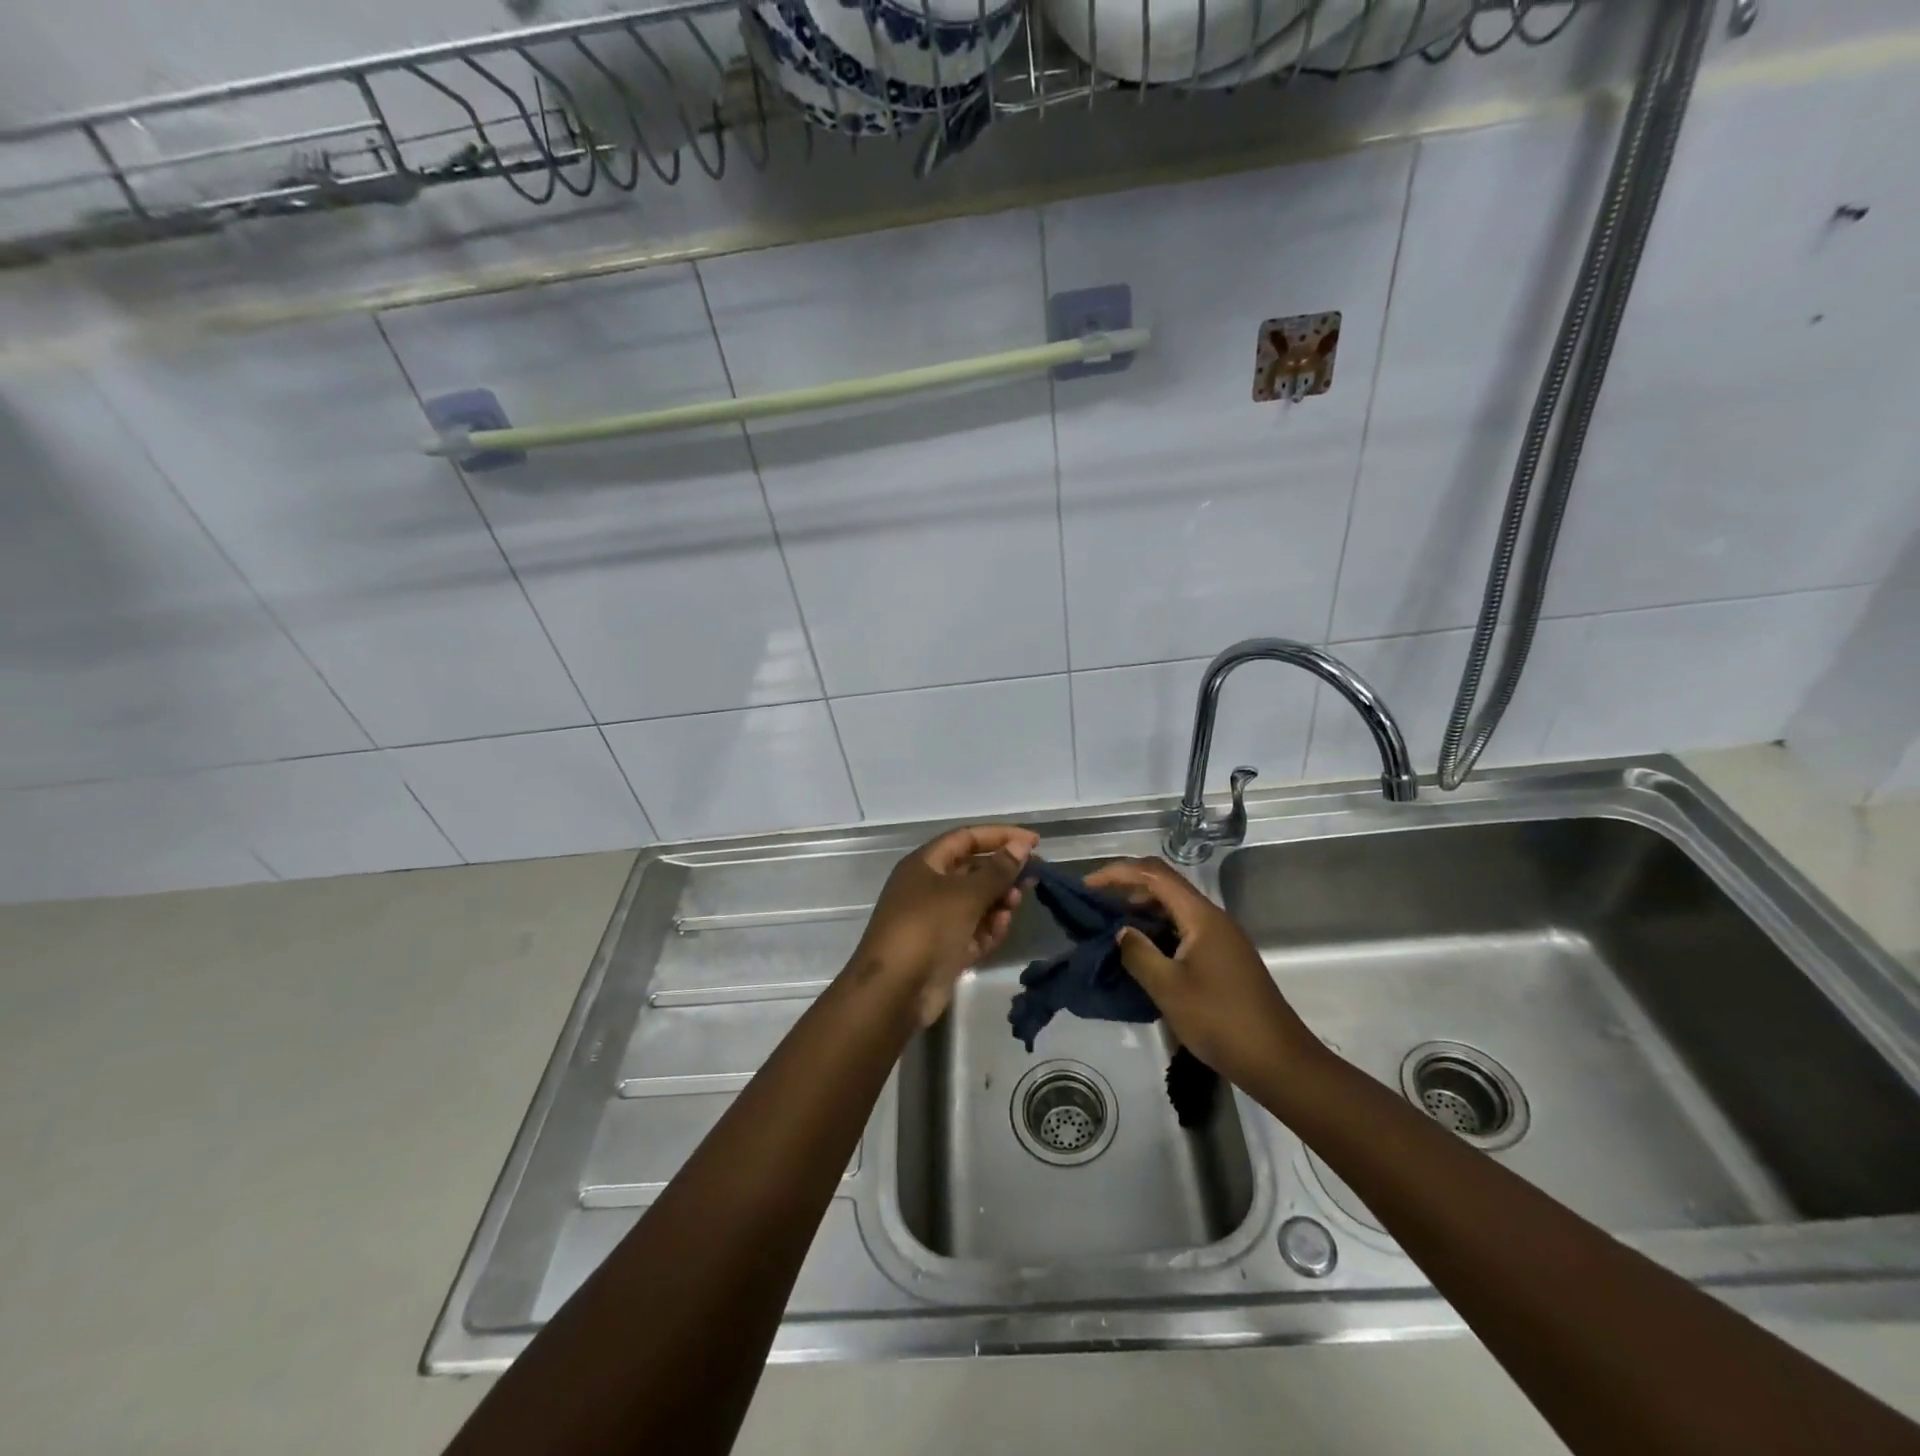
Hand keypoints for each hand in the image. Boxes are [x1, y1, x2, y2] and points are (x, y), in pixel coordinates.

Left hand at [854, 825, 1038, 1026]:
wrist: (894, 992)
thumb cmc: (927, 929)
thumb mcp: (965, 894)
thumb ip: (997, 870)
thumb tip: (1021, 846)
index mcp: (924, 865)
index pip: (966, 838)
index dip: (1000, 836)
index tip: (1035, 842)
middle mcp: (928, 888)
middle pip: (972, 871)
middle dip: (1002, 873)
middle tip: (1032, 879)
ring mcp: (935, 920)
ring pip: (976, 903)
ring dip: (999, 902)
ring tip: (1015, 905)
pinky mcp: (944, 950)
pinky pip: (973, 931)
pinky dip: (989, 928)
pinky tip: (1002, 927)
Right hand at [1084, 857, 1323, 1090]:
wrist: (1278, 1061)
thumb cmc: (1220, 1020)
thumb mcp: (1168, 988)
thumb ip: (1138, 953)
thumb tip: (1122, 932)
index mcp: (1201, 916)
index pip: (1154, 875)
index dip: (1118, 873)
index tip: (1087, 886)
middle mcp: (1213, 919)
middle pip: (1166, 887)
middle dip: (1128, 889)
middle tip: (1095, 906)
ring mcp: (1221, 939)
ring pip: (1175, 910)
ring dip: (1143, 912)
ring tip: (1112, 929)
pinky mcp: (1224, 960)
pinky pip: (1184, 930)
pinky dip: (1159, 932)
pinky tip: (1142, 953)